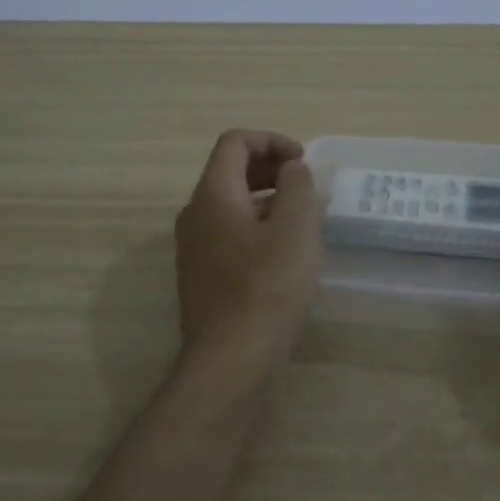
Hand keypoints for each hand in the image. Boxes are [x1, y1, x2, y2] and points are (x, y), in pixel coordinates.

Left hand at [174, 130, 322, 378]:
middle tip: (305, 184)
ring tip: (301, 217)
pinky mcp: (202, 275)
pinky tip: (282, 252)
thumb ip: (297, 187)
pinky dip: (255, 225)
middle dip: (269, 167)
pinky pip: (228, 233)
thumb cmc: (267, 288)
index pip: (234, 143)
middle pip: (229, 171)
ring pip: (229, 204)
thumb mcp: (295, 229)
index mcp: (213, 195)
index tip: (303, 162)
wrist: (231, 360)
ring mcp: (194, 247)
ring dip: (265, 198)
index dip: (271, 140)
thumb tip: (291, 169)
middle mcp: (195, 215)